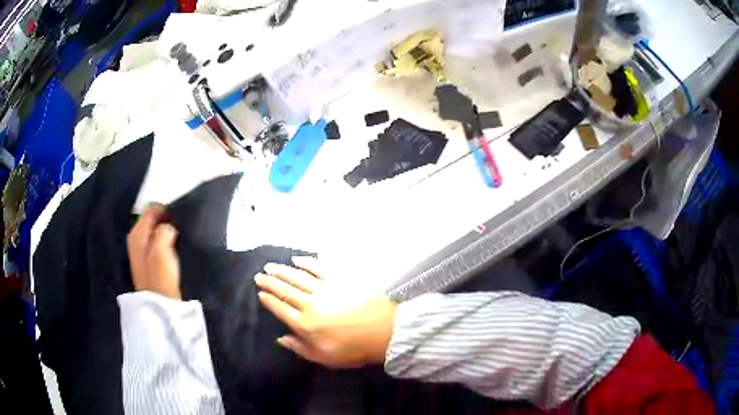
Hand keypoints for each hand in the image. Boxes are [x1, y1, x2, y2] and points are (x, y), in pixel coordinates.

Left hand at [127, 204, 180, 299]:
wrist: (160, 305)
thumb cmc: (160, 277)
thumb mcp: (161, 250)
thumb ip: (163, 230)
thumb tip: (168, 225)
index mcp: (137, 234)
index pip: (150, 210)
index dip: (164, 210)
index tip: (178, 216)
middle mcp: (136, 239)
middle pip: (151, 220)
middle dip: (164, 220)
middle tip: (179, 226)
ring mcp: (141, 251)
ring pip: (154, 231)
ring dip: (165, 231)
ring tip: (178, 236)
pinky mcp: (148, 260)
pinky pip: (156, 242)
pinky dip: (164, 240)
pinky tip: (172, 247)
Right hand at [255, 257, 396, 368]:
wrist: (385, 330)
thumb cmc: (355, 349)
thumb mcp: (325, 358)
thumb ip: (300, 348)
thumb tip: (280, 338)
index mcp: (305, 324)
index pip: (281, 309)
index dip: (269, 301)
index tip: (260, 293)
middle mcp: (310, 303)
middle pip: (285, 290)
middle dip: (270, 282)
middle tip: (258, 275)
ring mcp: (324, 288)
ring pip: (297, 277)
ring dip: (281, 270)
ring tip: (270, 266)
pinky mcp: (339, 278)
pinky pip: (318, 267)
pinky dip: (305, 262)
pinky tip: (296, 259)